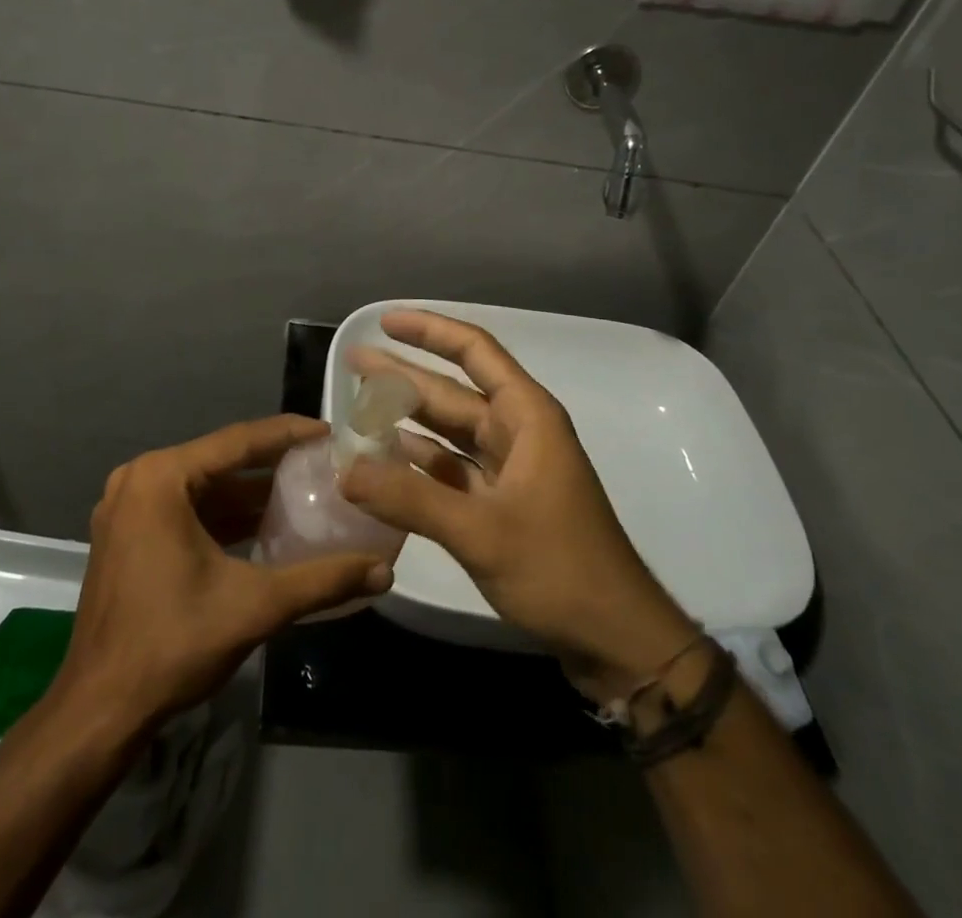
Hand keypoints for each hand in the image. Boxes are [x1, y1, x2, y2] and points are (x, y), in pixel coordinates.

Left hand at [55, 416, 393, 730]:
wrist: (99, 711)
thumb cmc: (172, 643)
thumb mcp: (254, 606)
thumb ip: (321, 581)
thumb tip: (383, 572)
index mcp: (161, 478)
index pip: (237, 441)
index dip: (287, 434)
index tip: (328, 432)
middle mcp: (139, 480)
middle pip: (219, 461)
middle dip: (271, 464)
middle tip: (321, 463)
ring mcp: (127, 508)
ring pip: (202, 487)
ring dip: (248, 493)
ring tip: (303, 491)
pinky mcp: (127, 536)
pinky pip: (185, 509)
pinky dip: (223, 516)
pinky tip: (264, 527)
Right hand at [341, 310, 693, 699]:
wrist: (617, 639)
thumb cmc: (560, 569)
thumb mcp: (480, 531)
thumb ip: (409, 498)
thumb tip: (344, 470)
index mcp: (526, 416)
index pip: (474, 352)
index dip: (429, 330)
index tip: (385, 321)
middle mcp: (518, 432)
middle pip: (453, 391)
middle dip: (403, 375)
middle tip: (353, 363)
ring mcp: (511, 469)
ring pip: (450, 431)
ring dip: (408, 419)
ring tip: (358, 406)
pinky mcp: (504, 504)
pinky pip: (453, 470)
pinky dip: (420, 463)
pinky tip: (386, 459)